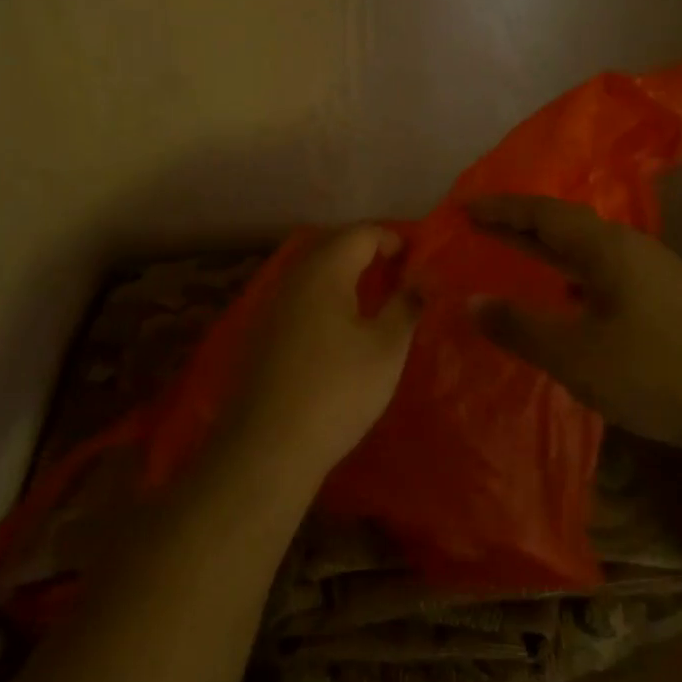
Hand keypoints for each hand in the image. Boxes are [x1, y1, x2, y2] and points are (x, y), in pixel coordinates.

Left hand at [232, 225, 418, 483]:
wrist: (267, 447)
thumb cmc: (337, 391)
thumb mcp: (386, 349)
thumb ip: (405, 307)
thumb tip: (418, 282)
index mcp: (324, 271)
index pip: (361, 233)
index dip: (392, 238)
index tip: (417, 259)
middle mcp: (293, 278)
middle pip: (333, 245)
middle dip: (367, 250)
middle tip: (398, 271)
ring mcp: (273, 305)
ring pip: (314, 271)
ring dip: (344, 273)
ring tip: (374, 296)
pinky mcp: (263, 333)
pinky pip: (301, 296)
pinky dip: (326, 296)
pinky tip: (341, 326)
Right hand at [468, 195, 681, 459]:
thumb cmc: (662, 373)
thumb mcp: (579, 356)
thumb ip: (521, 327)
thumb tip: (472, 301)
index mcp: (609, 248)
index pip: (543, 213)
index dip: (501, 209)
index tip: (462, 206)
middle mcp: (633, 252)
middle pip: (566, 228)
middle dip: (520, 227)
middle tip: (479, 226)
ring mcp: (656, 279)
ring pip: (589, 256)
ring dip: (549, 255)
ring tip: (515, 260)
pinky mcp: (670, 308)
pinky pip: (606, 280)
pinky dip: (573, 282)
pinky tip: (567, 306)